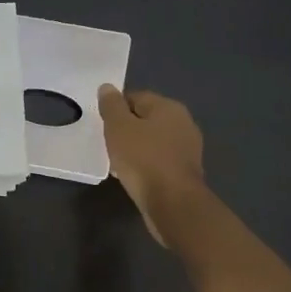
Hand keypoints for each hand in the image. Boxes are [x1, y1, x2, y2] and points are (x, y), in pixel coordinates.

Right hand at [97, 85, 206, 246]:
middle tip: (108, 143)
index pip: (136, 97)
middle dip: (126, 129)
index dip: (116, 108)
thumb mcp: (119, 128)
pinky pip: (159, 161)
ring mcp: (187, 149)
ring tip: (118, 162)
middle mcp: (183, 123)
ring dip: (136, 149)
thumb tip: (107, 87)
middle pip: (146, 119)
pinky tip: (133, 176)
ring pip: (153, 141)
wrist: (173, 204)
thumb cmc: (143, 160)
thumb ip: (112, 106)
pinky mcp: (185, 172)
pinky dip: (146, 165)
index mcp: (169, 107)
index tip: (103, 124)